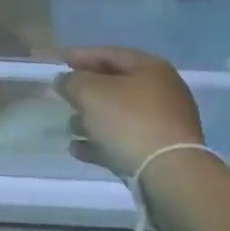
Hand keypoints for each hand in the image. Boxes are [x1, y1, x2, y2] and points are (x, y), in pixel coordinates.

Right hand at [55, 47, 203, 178]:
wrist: (170, 175)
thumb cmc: (129, 122)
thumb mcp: (90, 93)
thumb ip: (72, 81)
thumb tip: (65, 80)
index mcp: (150, 68)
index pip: (110, 54)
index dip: (82, 56)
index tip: (59, 61)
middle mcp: (162, 92)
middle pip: (116, 86)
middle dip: (86, 92)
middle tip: (64, 95)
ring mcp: (164, 125)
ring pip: (120, 116)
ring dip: (92, 120)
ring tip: (69, 127)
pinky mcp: (161, 154)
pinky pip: (125, 141)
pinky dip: (102, 143)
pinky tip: (78, 150)